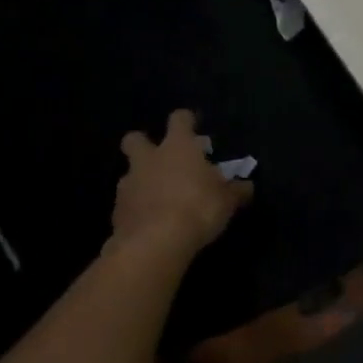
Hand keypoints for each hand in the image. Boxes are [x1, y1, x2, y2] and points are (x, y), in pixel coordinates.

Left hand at [113, 110, 251, 256]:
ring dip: (140, 182)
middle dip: (142, 144)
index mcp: (178, 147)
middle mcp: (149, 159)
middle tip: (158, 159)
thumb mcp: (227, 201)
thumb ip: (236, 191)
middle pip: (135, 139)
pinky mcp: (116, 212)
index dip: (186, 121)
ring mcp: (128, 184)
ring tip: (157, 199)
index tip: (193, 127)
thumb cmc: (197, 209)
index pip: (180, 119)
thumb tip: (247, 186)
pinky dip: (136, 210)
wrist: (155, 243)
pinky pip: (126, 204)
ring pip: (129, 174)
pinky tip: (149, 224)